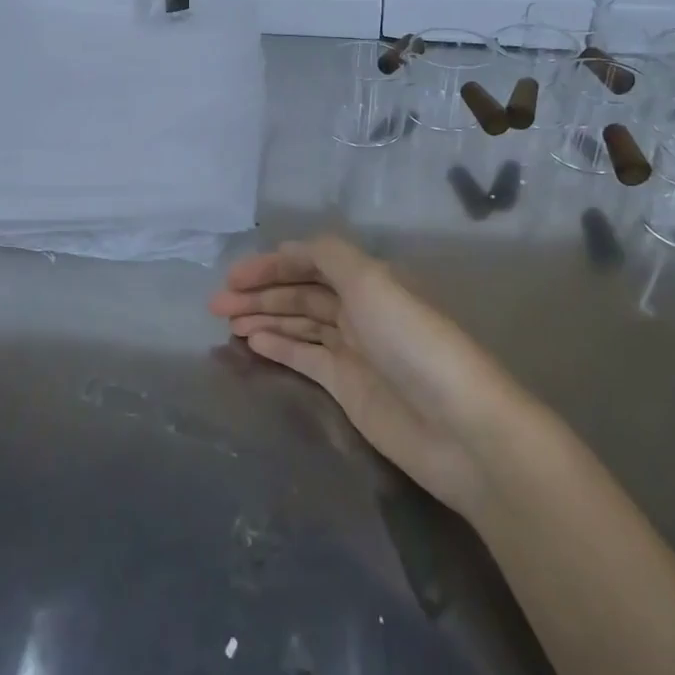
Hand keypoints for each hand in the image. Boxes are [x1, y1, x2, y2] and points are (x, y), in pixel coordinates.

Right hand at [209, 236, 515, 515]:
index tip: (233, 276)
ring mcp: (352, 349)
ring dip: (263, 318)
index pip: (311, 261)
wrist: (458, 427)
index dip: (271, 264)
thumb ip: (330, 257)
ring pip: (298, 323)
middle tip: (216, 304)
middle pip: (300, 292)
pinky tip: (250, 342)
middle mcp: (359, 309)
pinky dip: (278, 346)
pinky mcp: (347, 386)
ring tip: (225, 322)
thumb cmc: (413, 342)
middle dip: (259, 292)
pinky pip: (303, 356)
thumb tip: (292, 248)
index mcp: (369, 279)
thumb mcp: (373, 282)